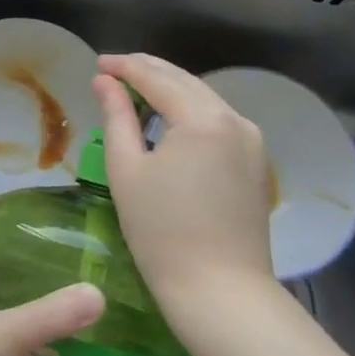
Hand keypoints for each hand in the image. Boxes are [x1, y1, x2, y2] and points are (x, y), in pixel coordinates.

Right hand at [93, 54, 277, 320]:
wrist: (221, 293)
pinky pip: (219, 121)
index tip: (98, 63)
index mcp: (203, 119)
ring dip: (171, 89)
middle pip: (186, 81)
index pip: (157, 78)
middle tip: (114, 69)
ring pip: (205, 99)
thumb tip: (105, 82)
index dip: (125, 67)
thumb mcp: (127, 169)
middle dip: (149, 71)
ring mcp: (252, 142)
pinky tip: (170, 118)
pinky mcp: (256, 163)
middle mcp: (235, 120)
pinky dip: (190, 111)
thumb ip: (117, 117)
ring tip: (137, 89)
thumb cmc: (162, 232)